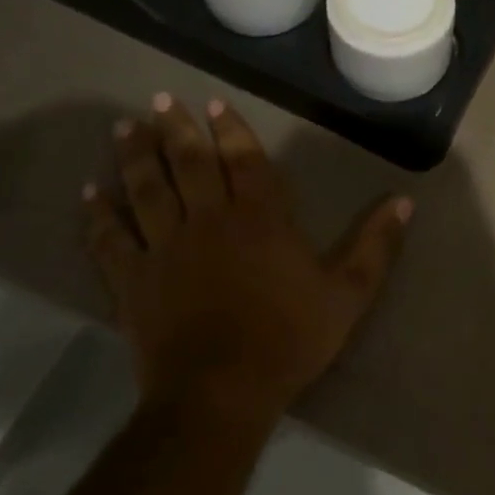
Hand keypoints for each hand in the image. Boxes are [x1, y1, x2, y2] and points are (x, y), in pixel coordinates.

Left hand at [84, 95, 410, 424]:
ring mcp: (166, 249)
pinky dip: (98, 215)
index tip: (214, 104)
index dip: (231, 129)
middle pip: (189, 164)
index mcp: (260, 219)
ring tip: (125, 127)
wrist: (219, 395)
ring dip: (135, 156)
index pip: (244, 160)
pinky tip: (89, 192)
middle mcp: (209, 221)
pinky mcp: (133, 282)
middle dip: (175, 129)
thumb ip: (376, 246)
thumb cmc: (288, 339)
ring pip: (146, 191)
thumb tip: (405, 201)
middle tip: (159, 99)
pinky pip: (111, 240)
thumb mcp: (347, 294)